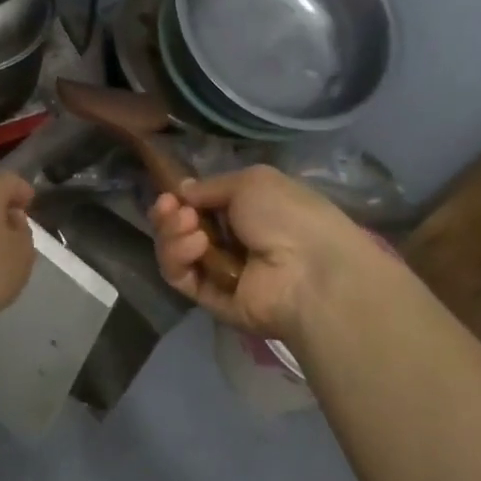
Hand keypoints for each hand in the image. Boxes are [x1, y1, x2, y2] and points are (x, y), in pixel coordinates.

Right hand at [151, 166, 368, 343]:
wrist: (310, 270)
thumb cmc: (288, 216)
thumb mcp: (252, 180)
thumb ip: (212, 185)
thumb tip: (183, 191)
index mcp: (250, 211)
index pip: (202, 205)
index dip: (182, 197)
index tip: (170, 192)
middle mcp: (234, 241)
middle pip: (182, 228)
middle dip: (170, 214)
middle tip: (171, 207)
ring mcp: (222, 272)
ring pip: (177, 252)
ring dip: (172, 234)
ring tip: (187, 225)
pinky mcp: (212, 300)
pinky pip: (181, 278)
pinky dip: (179, 258)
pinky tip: (194, 243)